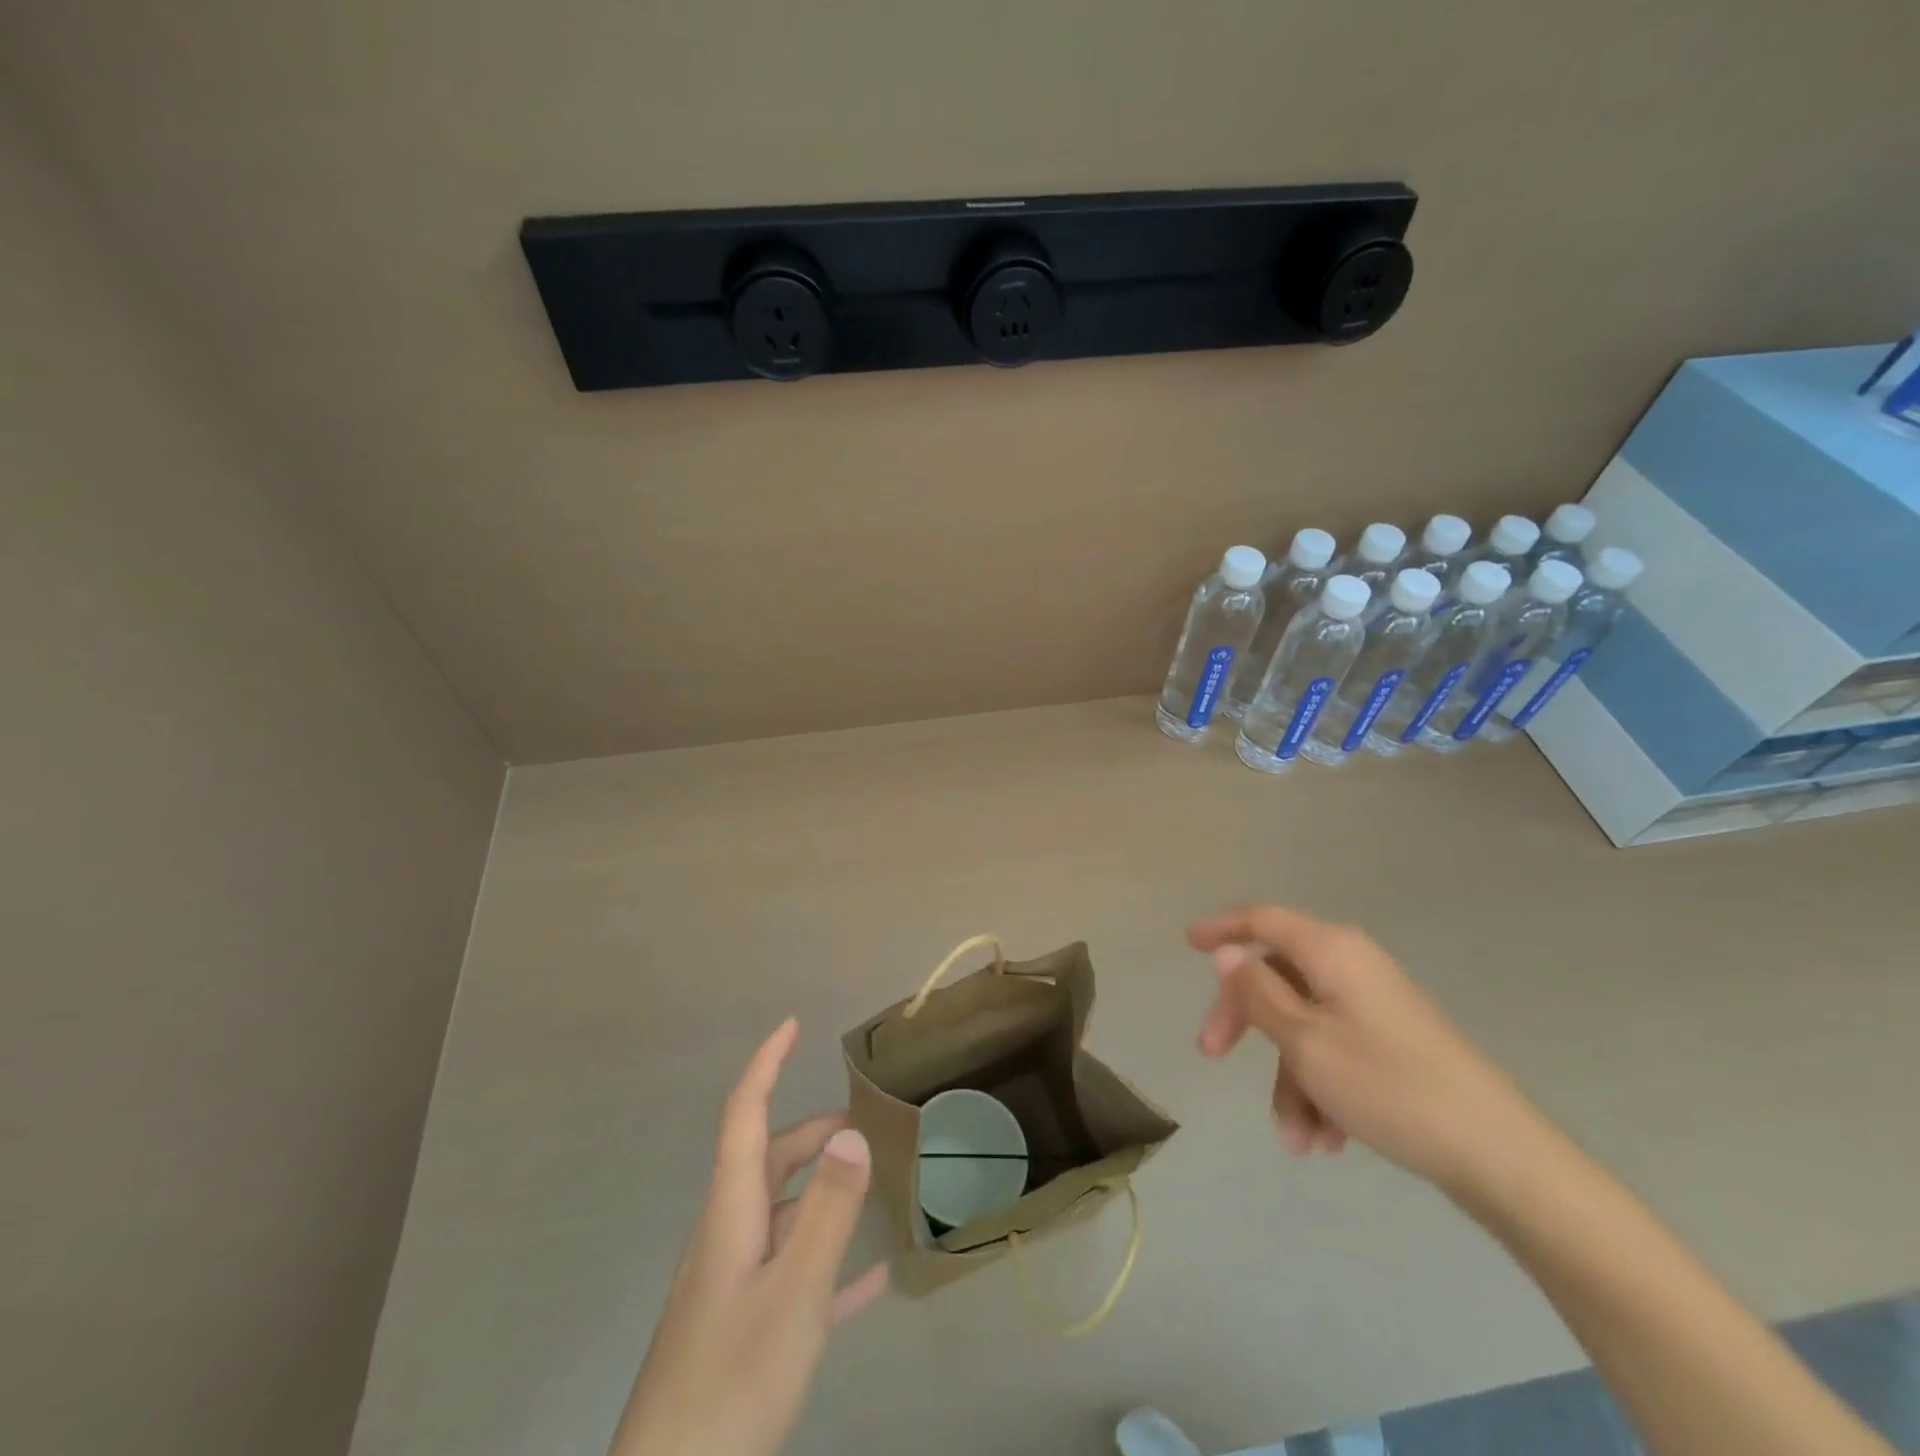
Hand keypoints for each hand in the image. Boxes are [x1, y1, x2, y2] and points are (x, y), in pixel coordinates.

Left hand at [609, 1019, 887, 1455]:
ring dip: (820, 1191)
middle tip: (861, 1124)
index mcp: (731, 1213)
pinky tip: (872, 1279)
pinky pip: (791, 1274)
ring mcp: (731, 1285)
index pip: (743, 1116)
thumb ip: (825, 1211)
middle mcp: (727, 1237)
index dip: (765, 1065)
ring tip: (867, 1184)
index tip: (791, 1026)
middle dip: (809, 1132)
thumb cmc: (732, 1381)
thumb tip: (852, 1132)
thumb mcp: (792, 1292)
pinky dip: (827, 1261)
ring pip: (779, 1215)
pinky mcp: (742, 1330)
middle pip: (766, 1162)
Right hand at [1189, 905, 1543, 1193]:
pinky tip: (1328, 1139)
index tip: (1188, 943)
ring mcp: (1374, 1005)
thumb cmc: (1389, 1086)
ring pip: (1303, 1025)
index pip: (1263, 920)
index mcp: (1331, 951)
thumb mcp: (1305, 1041)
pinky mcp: (1392, 1041)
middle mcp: (1352, 966)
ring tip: (1296, 1139)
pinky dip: (1320, 1087)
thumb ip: (1258, 992)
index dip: (1222, 928)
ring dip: (1288, 1077)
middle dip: (1244, 1019)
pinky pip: (1335, 1050)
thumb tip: (1229, 952)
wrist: (1499, 1156)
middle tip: (1211, 1054)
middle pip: (1276, 976)